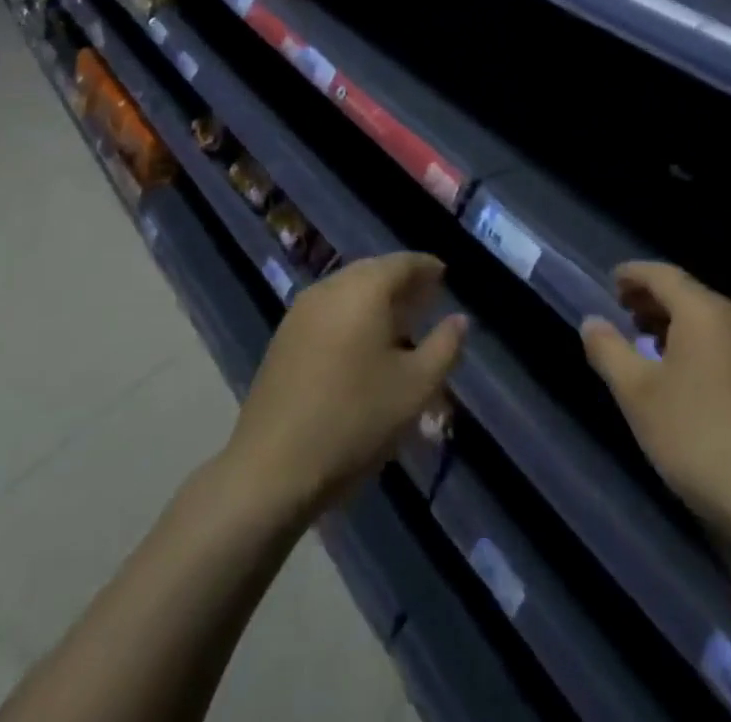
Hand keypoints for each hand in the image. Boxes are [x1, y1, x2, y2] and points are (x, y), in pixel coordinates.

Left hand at [225, 253, 467, 521]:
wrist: (271, 467)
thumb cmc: (355, 420)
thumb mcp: (416, 387)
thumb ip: (445, 346)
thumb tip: (459, 319)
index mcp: (364, 288)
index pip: (403, 262)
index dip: (427, 268)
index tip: (445, 276)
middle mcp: (331, 287)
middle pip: (373, 272)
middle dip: (402, 283)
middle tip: (426, 300)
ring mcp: (301, 311)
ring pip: (348, 290)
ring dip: (375, 300)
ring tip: (399, 325)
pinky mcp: (283, 337)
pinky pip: (328, 310)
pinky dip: (351, 315)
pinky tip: (361, 345)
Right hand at [582, 262, 730, 546]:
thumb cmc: (699, 438)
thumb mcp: (638, 395)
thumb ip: (608, 351)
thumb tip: (592, 322)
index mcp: (706, 312)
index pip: (663, 275)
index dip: (634, 275)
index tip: (611, 282)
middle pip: (689, 295)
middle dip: (653, 300)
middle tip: (624, 311)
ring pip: (710, 321)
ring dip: (676, 324)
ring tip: (647, 343)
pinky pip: (727, 344)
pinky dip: (699, 344)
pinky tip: (684, 374)